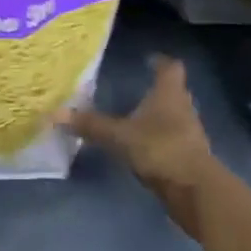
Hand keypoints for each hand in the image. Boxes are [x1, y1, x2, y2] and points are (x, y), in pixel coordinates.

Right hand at [59, 56, 221, 235]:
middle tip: (138, 87)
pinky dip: (161, 140)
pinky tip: (144, 148)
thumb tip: (55, 114)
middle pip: (175, 91)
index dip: (161, 62)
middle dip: (158, 90)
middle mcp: (183, 108)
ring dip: (160, 116)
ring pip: (175, 117)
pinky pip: (174, 140)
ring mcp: (190, 134)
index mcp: (169, 94)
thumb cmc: (160, 149)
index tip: (149, 59)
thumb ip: (91, 125)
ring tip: (137, 118)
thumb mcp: (119, 136)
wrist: (195, 191)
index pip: (170, 68)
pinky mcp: (190, 158)